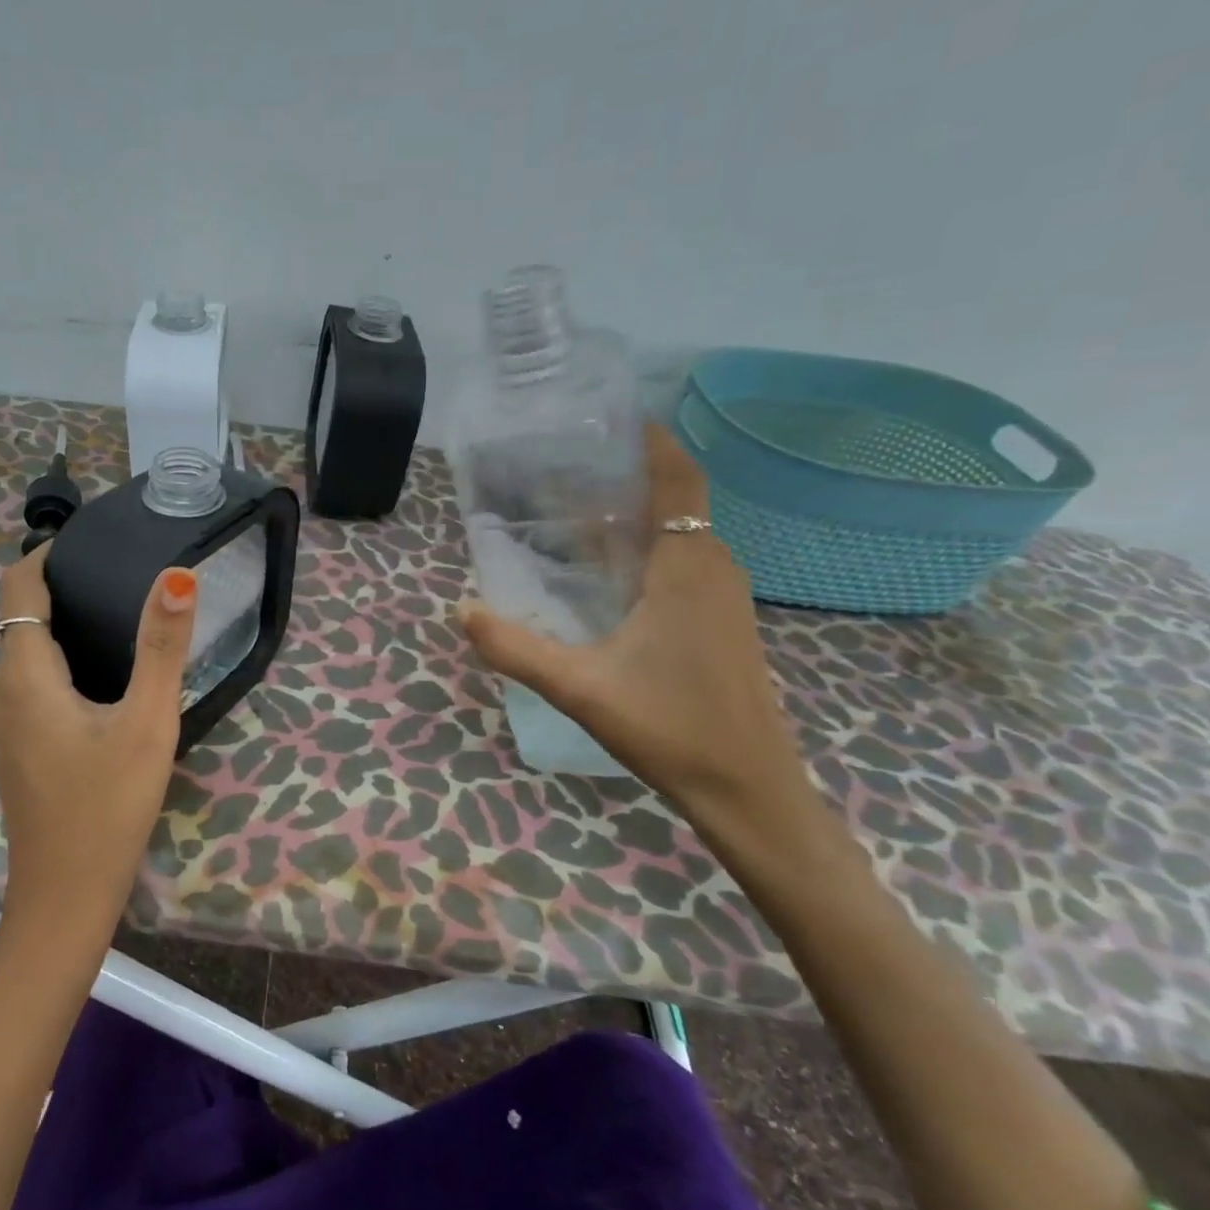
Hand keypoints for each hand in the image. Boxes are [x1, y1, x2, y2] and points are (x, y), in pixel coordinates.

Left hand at [0, 548, 197, 942]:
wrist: (65, 897)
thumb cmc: (106, 806)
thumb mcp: (146, 723)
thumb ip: (161, 648)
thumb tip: (176, 575)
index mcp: (24, 674)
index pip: (19, 587)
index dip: (48, 553)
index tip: (95, 538)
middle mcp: (3, 690)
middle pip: (22, 616)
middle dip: (62, 584)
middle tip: (122, 569)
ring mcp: (7, 721)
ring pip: (27, 651)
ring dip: (64, 622)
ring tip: (120, 610)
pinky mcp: (21, 745)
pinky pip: (34, 680)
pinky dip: (63, 657)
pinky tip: (106, 672)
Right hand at [458, 424, 819, 860]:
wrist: (747, 789)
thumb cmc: (669, 726)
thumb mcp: (579, 686)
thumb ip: (515, 648)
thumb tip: (462, 609)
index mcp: (686, 567)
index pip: (679, 479)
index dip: (653, 443)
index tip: (613, 421)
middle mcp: (714, 569)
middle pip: (676, 502)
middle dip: (628, 480)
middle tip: (567, 473)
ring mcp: (726, 598)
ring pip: (682, 537)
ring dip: (639, 520)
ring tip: (578, 519)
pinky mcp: (725, 625)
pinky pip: (687, 566)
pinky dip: (651, 553)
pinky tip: (609, 581)